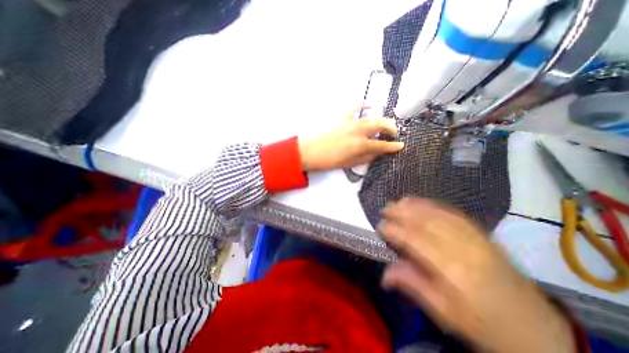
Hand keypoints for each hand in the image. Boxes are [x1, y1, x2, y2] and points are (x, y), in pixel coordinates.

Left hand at [296, 108, 401, 172]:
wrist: (310, 151)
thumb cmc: (329, 160)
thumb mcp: (350, 163)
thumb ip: (366, 157)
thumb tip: (378, 153)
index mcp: (360, 145)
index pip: (381, 145)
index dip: (393, 146)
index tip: (401, 145)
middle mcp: (359, 131)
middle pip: (380, 126)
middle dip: (391, 128)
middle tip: (395, 132)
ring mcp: (350, 122)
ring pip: (371, 117)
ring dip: (381, 119)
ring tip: (386, 122)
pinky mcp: (341, 116)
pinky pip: (354, 107)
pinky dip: (363, 105)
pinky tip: (369, 105)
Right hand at [375, 199, 576, 352]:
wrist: (538, 329)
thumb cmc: (484, 325)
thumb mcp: (444, 313)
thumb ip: (412, 286)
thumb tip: (384, 275)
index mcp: (454, 272)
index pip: (417, 242)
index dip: (396, 231)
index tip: (380, 227)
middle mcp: (465, 249)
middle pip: (427, 223)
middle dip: (402, 213)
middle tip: (384, 208)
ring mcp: (476, 238)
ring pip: (439, 214)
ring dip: (415, 206)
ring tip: (397, 202)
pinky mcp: (483, 234)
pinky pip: (453, 213)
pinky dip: (433, 205)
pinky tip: (420, 202)